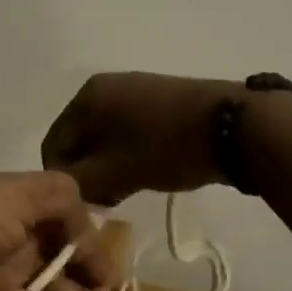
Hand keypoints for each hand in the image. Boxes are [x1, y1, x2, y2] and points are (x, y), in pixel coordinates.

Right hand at [40, 71, 235, 205]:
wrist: (236, 125)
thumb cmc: (167, 147)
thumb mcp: (117, 172)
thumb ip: (81, 184)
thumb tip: (66, 190)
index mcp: (86, 97)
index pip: (54, 145)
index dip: (64, 180)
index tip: (86, 204)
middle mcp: (104, 86)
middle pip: (79, 139)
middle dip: (88, 172)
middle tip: (110, 199)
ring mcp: (133, 89)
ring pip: (104, 137)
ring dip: (109, 165)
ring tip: (131, 187)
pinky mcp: (158, 98)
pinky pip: (127, 130)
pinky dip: (129, 152)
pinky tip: (148, 169)